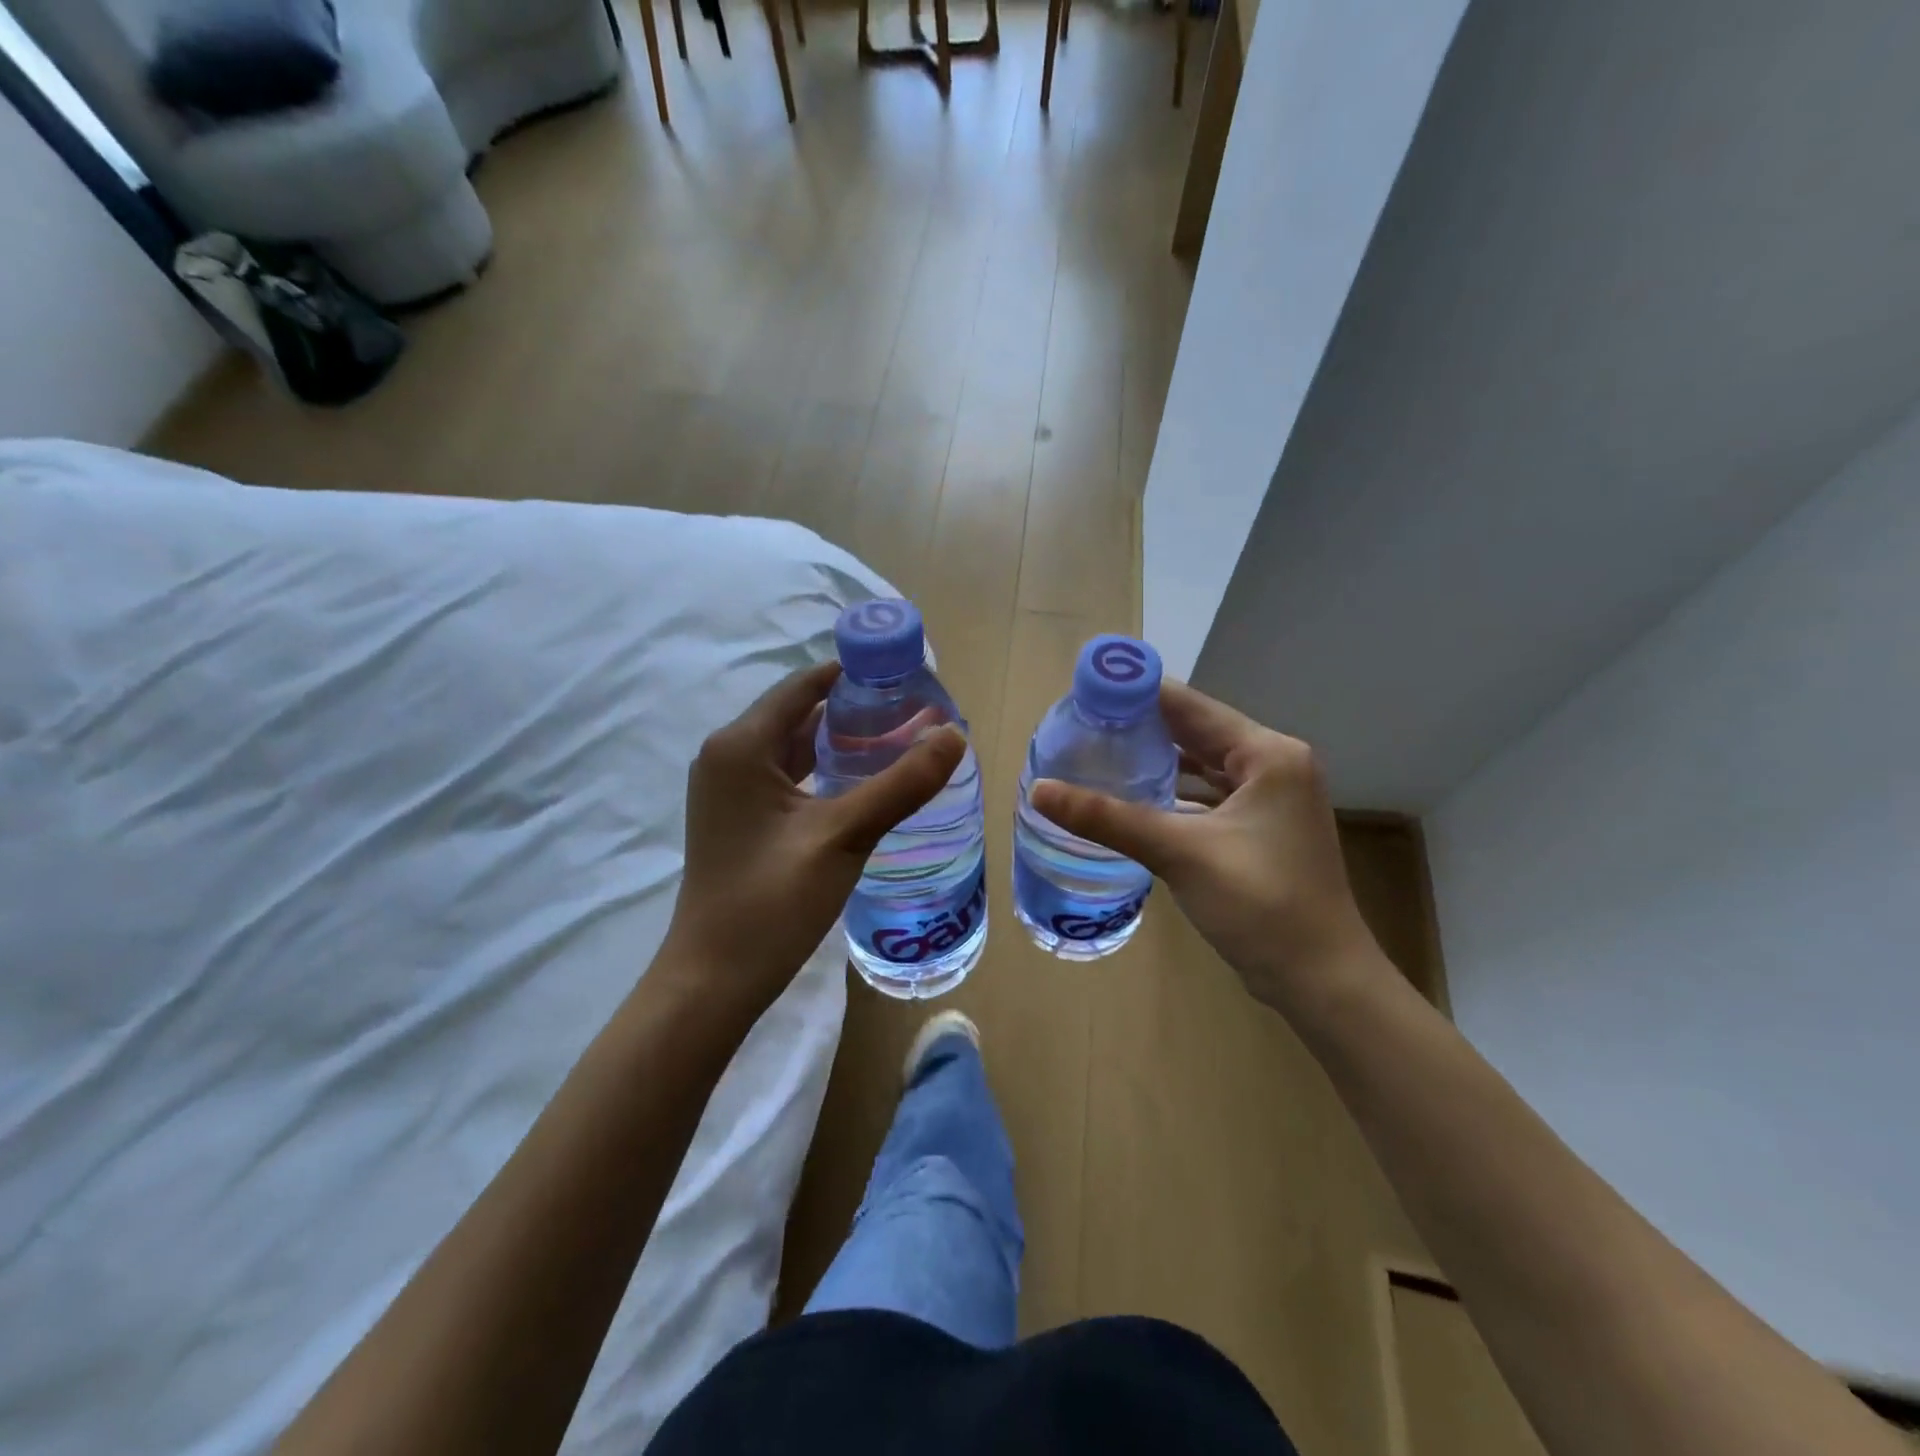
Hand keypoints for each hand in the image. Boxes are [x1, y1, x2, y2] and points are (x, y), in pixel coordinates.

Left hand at [665, 660, 965, 1008]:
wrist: (715, 980)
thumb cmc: (772, 901)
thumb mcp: (844, 836)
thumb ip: (901, 783)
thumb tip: (954, 734)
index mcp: (741, 745)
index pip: (804, 685)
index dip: (854, 674)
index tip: (905, 674)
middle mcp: (728, 756)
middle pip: (799, 713)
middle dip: (854, 709)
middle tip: (913, 710)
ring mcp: (729, 790)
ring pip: (793, 747)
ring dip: (840, 741)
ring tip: (898, 740)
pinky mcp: (739, 819)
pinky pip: (786, 777)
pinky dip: (823, 771)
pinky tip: (862, 783)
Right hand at [1030, 680, 1378, 1011]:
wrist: (1321, 981)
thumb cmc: (1260, 905)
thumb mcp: (1179, 853)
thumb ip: (1108, 818)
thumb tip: (1039, 790)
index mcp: (1268, 754)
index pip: (1190, 706)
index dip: (1137, 694)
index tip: (1085, 692)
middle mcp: (1275, 764)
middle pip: (1196, 731)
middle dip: (1141, 726)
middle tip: (1083, 723)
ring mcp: (1271, 799)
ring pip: (1202, 764)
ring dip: (1157, 759)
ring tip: (1100, 752)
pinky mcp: (1261, 828)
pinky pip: (1209, 795)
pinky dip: (1174, 792)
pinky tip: (1135, 797)